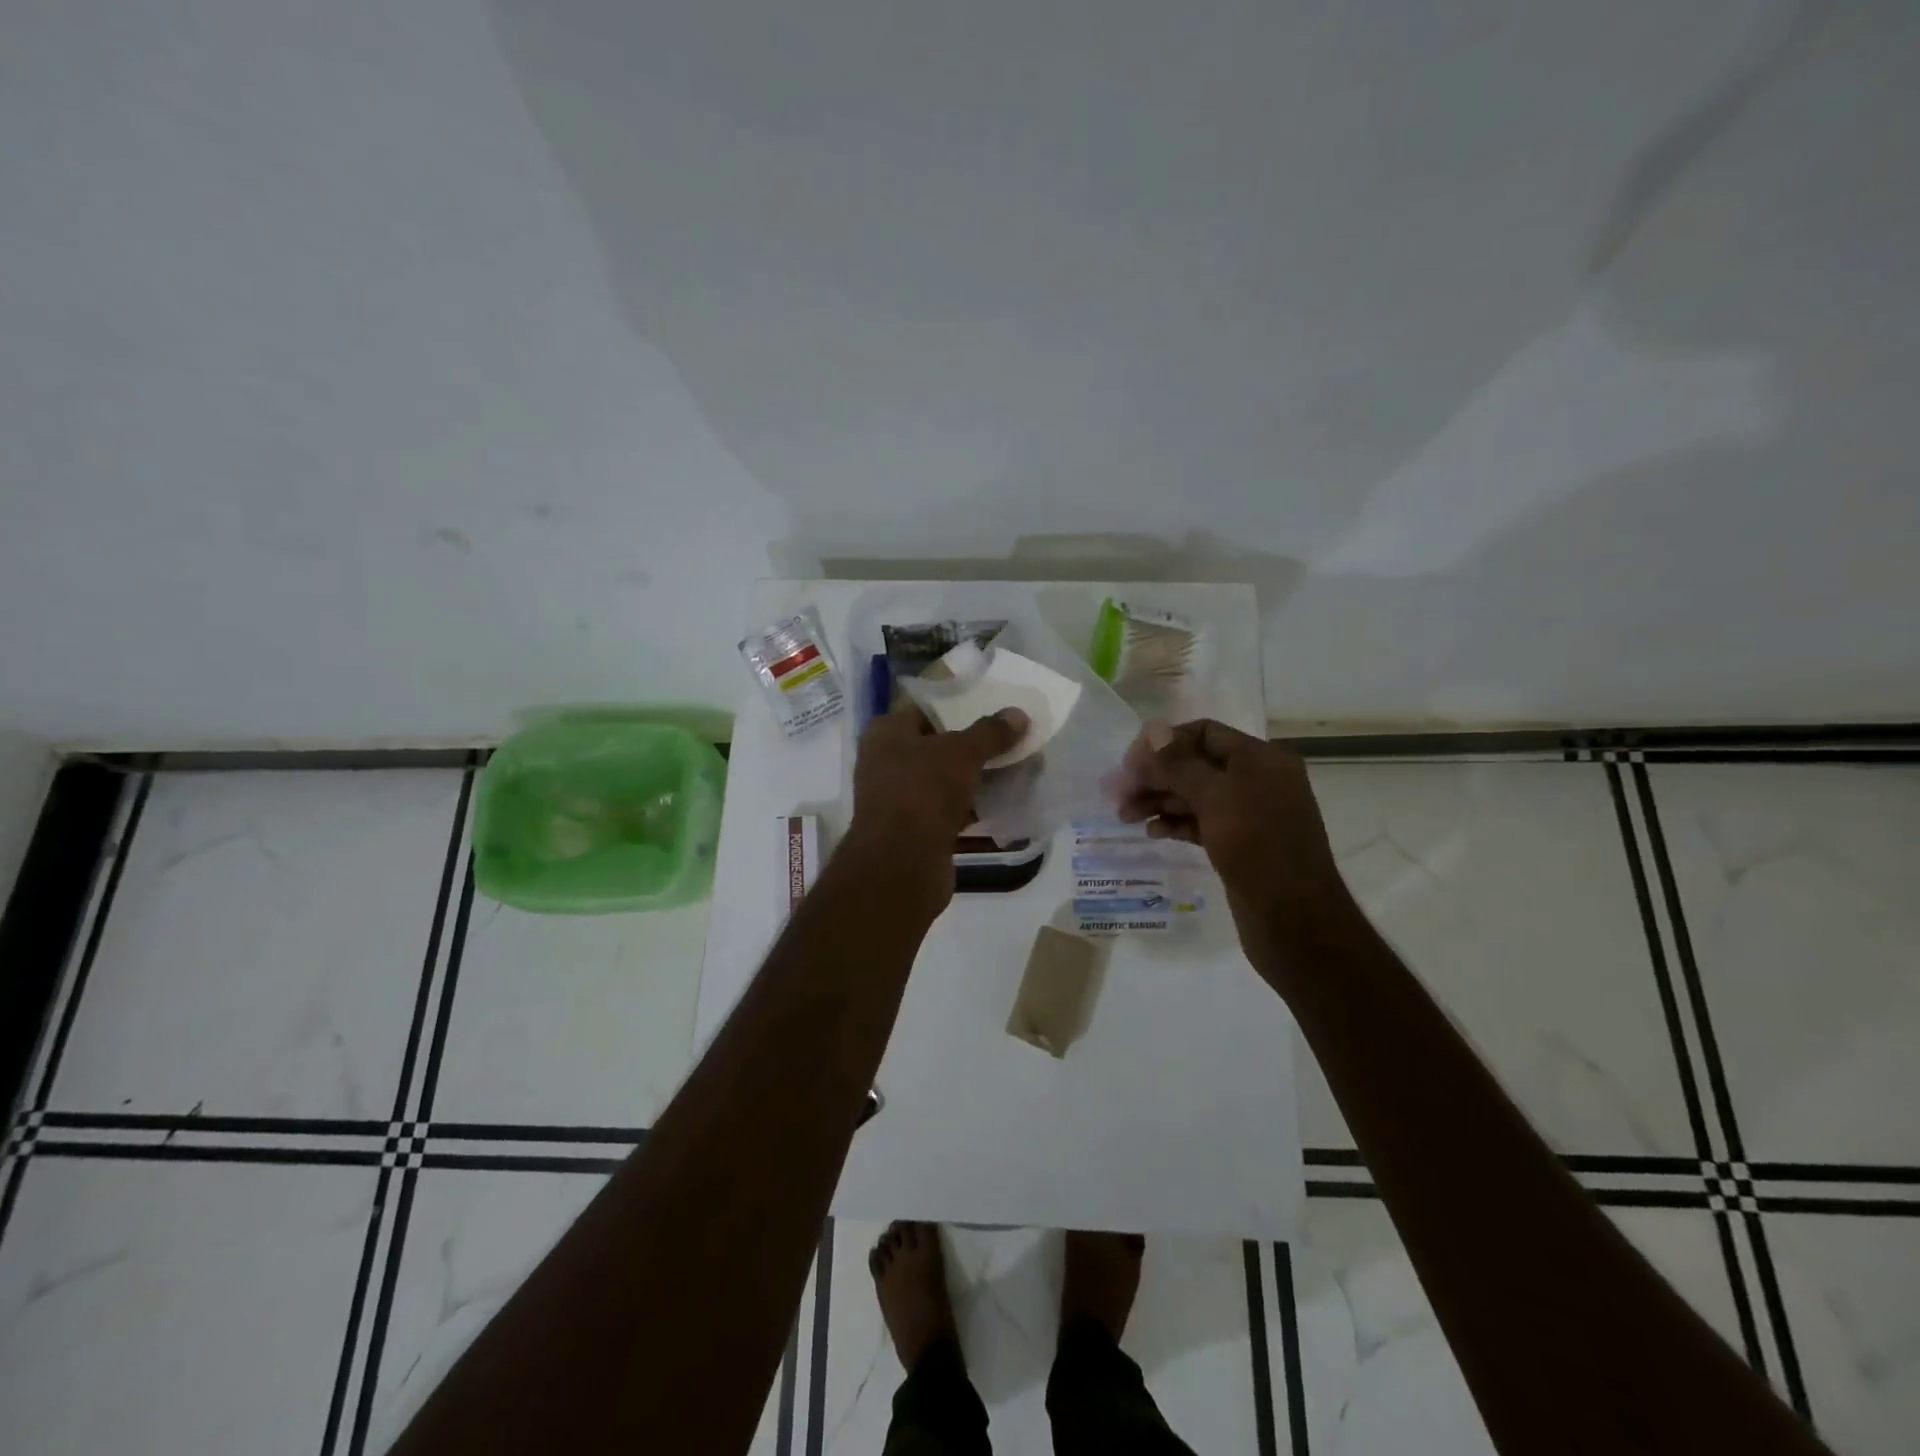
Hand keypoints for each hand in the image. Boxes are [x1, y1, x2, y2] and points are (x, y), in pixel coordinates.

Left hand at [847, 700, 1029, 910]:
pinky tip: (1003, 800)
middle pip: (936, 745)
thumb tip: (1019, 714)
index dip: (957, 706)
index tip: (992, 706)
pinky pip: (948, 808)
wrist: (901, 864)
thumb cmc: (923, 792)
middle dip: (972, 744)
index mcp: (885, 734)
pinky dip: (972, 805)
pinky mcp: (915, 829)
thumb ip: (990, 733)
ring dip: (974, 776)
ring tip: (1015, 766)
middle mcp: (886, 762)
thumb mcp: (962, 753)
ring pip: (944, 779)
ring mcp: (899, 798)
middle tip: (1010, 736)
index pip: (924, 709)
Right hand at [1115, 719, 1349, 926]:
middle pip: (1195, 764)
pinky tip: (1151, 831)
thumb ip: (1180, 764)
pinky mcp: (1240, 844)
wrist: (1295, 920)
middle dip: (1155, 775)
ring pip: (1195, 795)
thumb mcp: (1215, 797)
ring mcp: (1249, 814)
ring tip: (1125, 816)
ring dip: (1159, 800)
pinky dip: (1175, 823)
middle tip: (1117, 794)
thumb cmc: (1258, 848)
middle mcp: (1256, 780)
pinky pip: (1201, 822)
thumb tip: (1151, 729)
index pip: (1203, 733)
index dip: (1164, 743)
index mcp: (1260, 759)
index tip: (1129, 765)